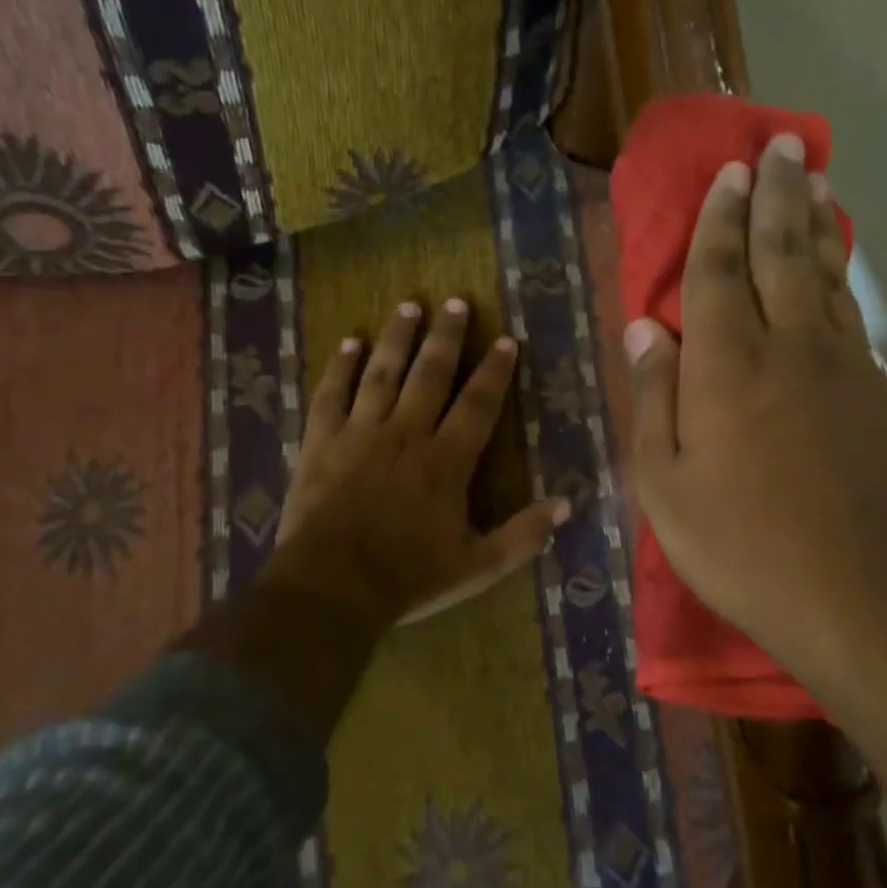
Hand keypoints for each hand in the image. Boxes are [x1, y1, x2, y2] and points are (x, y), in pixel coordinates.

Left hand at [271, 297, 565, 627]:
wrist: (331, 586)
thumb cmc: (407, 577)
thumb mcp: (477, 567)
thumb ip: (523, 536)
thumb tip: (565, 504)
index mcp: (446, 461)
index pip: (478, 404)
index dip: (494, 370)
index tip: (505, 340)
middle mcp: (406, 434)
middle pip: (430, 373)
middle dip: (447, 336)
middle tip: (455, 301)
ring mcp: (360, 433)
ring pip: (382, 372)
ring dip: (398, 337)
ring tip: (410, 305)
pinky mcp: (321, 441)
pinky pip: (332, 394)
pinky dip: (340, 366)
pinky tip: (349, 343)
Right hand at [624, 136, 886, 690]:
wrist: (862, 594)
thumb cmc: (743, 546)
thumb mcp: (666, 486)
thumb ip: (653, 400)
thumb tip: (644, 330)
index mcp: (727, 365)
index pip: (719, 272)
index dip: (719, 220)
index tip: (728, 173)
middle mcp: (787, 347)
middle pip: (781, 253)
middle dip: (777, 195)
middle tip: (781, 145)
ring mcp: (841, 367)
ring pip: (824, 275)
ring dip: (815, 223)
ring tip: (815, 180)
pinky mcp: (874, 394)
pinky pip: (851, 314)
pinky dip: (840, 277)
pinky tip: (836, 267)